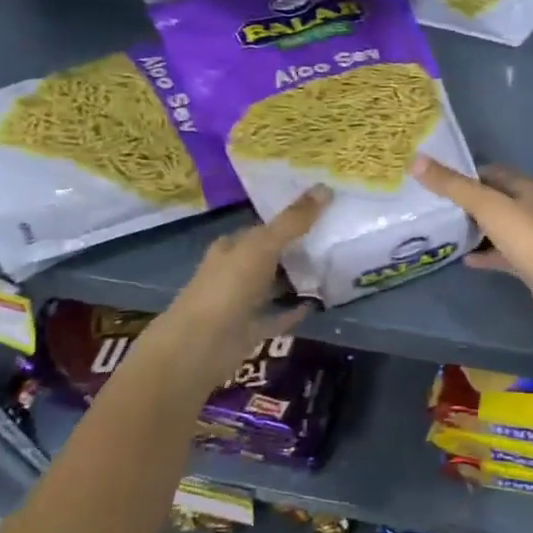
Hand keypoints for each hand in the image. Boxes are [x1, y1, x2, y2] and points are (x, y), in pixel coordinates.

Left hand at [156, 187, 327, 382]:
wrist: (200, 345)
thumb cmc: (228, 287)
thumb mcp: (263, 246)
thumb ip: (293, 221)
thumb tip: (325, 187)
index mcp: (230, 248)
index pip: (260, 229)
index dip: (286, 220)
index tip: (317, 213)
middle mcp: (233, 272)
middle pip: (267, 256)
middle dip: (293, 249)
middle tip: (331, 239)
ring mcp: (240, 304)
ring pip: (272, 286)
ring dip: (294, 280)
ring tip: (330, 269)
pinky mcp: (248, 331)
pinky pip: (276, 316)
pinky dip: (293, 311)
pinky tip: (316, 304)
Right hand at [413, 158, 532, 329]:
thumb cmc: (526, 236)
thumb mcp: (486, 205)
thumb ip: (452, 185)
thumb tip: (416, 161)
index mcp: (522, 187)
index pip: (489, 172)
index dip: (464, 172)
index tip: (434, 176)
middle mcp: (526, 208)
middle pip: (491, 199)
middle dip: (464, 200)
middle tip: (431, 203)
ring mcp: (527, 237)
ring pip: (494, 227)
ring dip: (472, 227)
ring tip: (440, 228)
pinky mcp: (525, 262)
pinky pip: (497, 253)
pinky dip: (481, 254)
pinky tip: (460, 258)